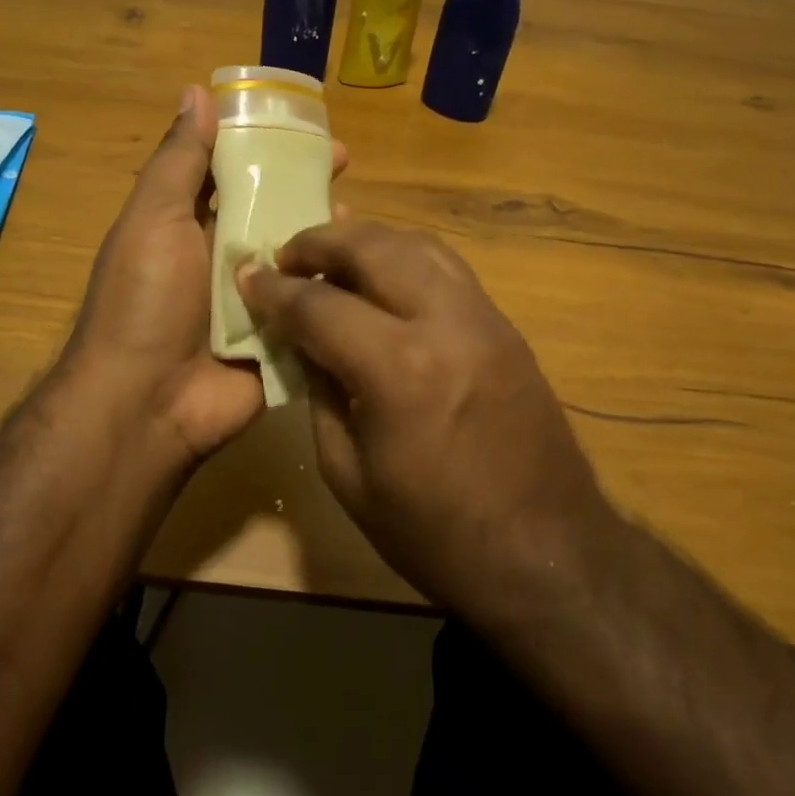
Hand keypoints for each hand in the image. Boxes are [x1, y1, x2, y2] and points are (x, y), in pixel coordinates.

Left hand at [63, 85, 346, 463]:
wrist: (147, 403)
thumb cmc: (145, 299)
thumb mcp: (154, 218)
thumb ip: (179, 161)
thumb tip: (195, 92)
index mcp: (190, 224)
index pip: (234, 171)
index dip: (267, 145)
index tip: (304, 127)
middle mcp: (223, 256)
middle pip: (273, 209)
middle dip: (306, 184)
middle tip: (347, 164)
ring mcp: (254, 299)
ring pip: (298, 254)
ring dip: (324, 232)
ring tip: (355, 214)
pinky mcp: (280, 336)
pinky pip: (312, 304)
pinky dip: (334, 285)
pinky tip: (362, 268)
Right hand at [236, 220, 604, 614]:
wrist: (547, 555)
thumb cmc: (435, 534)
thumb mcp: (348, 475)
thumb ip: (319, 393)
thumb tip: (301, 341)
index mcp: (398, 370)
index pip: (320, 305)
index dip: (274, 290)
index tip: (247, 276)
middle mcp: (444, 324)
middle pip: (374, 248)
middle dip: (320, 243)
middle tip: (286, 256)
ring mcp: (483, 318)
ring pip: (417, 245)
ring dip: (367, 240)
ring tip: (332, 254)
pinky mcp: (505, 326)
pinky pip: (447, 268)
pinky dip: (406, 257)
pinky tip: (384, 272)